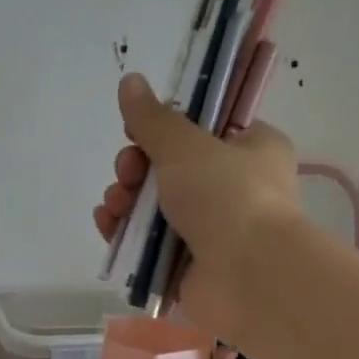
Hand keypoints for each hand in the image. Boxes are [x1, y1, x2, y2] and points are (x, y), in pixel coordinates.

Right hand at [95, 73, 301, 340]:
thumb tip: (130, 81)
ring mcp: (211, 233)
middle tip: (126, 172)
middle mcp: (234, 191)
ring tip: (115, 204)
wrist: (248, 277)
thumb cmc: (228, 197)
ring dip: (126, 201)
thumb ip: (152, 119)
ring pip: (155, 210)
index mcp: (251, 150)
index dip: (163, 130)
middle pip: (171, 171)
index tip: (135, 132)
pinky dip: (127, 235)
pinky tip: (107, 225)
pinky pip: (150, 247)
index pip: (202, 131)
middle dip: (136, 169)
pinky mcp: (189, 269)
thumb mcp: (186, 146)